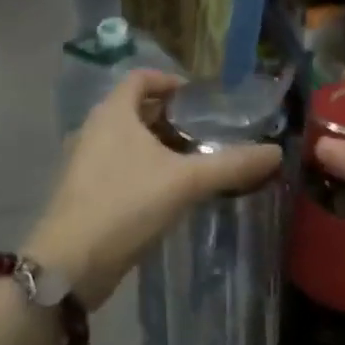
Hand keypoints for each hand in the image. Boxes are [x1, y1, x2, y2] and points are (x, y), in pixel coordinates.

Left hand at [26, 69, 280, 308]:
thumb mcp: (186, 181)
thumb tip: (276, 152)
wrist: (68, 266)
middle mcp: (94, 129)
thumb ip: (231, 165)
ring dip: (155, 145)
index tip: (198, 99)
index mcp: (113, 113)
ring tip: (191, 162)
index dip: (170, 81)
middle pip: (134, 108)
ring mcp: (83, 162)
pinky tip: (166, 192)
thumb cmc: (125, 205)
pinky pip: (117, 166)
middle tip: (203, 131)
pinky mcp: (82, 193)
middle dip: (168, 116)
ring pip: (125, 140)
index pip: (141, 78)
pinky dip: (141, 169)